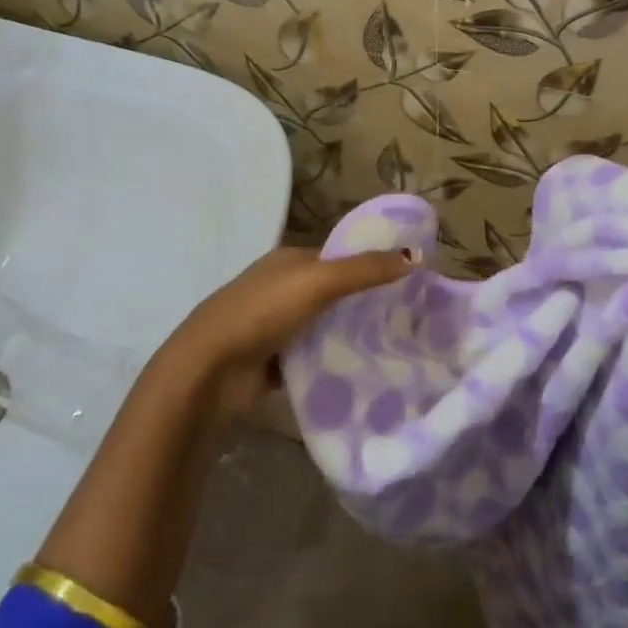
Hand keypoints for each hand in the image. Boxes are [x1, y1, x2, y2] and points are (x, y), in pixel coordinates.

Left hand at [168, 246, 412, 419]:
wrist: (210, 369)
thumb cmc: (263, 312)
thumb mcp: (319, 282)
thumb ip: (366, 270)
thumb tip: (416, 255)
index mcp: (288, 261)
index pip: (338, 258)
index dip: (370, 265)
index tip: (407, 282)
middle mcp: (280, 289)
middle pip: (332, 293)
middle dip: (363, 303)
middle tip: (405, 318)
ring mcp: (273, 326)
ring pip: (323, 326)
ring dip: (348, 335)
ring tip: (391, 346)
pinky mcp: (271, 361)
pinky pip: (311, 358)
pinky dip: (330, 363)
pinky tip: (359, 371)